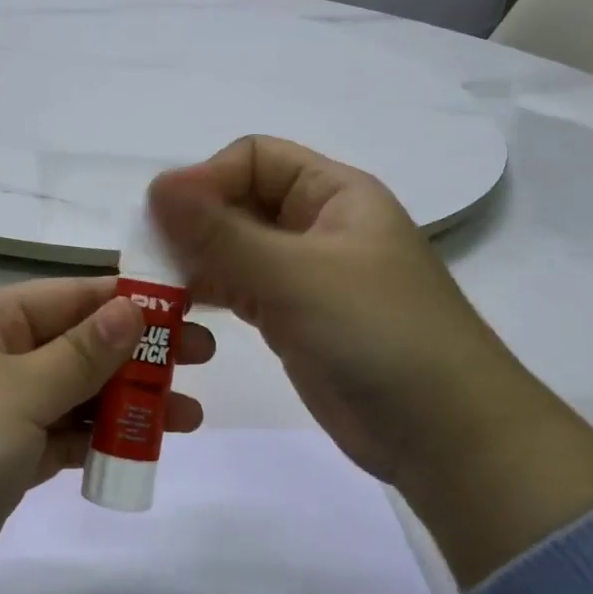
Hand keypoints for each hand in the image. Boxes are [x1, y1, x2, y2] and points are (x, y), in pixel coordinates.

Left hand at [0, 279, 212, 593]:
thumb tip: (131, 308)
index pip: (67, 297)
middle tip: (202, 360)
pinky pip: (56, 440)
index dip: (127, 299)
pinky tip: (139, 446)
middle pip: (74, 345)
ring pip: (70, 396)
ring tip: (188, 415)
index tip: (189, 306)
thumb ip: (80, 354)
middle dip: (136, 353)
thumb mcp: (14, 392)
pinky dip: (95, 441)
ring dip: (125, 402)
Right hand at [147, 137, 507, 486]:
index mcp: (334, 193)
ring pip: (235, 248)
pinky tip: (177, 307)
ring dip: (195, 260)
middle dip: (194, 221)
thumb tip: (156, 185)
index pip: (255, 158)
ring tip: (154, 285)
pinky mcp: (293, 318)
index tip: (166, 217)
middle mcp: (317, 225)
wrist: (445, 436)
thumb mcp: (296, 274)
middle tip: (147, 255)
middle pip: (240, 201)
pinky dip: (209, 292)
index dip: (208, 179)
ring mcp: (305, 274)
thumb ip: (221, 232)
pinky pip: (240, 289)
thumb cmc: (379, 334)